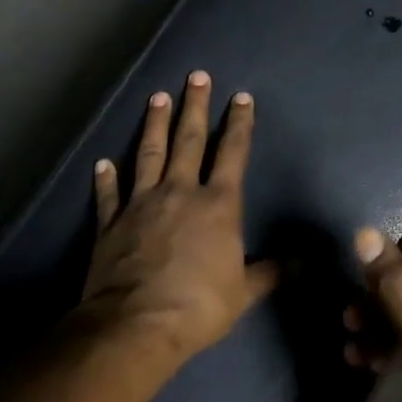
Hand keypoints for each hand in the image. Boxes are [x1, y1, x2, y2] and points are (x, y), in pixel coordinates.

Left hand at [82, 71, 277, 364]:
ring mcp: (141, 203)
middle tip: (195, 76)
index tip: (240, 97)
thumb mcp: (243, 292)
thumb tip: (299, 262)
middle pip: (188, 140)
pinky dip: (106, 177)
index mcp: (217, 205)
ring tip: (157, 96)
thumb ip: (268, 272)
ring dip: (154, 124)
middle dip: (194, 106)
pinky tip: (103, 162)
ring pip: (149, 154)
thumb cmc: (199, 306)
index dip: (238, 124)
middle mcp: (180, 192)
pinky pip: (109, 194)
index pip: (232, 154)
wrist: (137, 324)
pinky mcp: (112, 222)